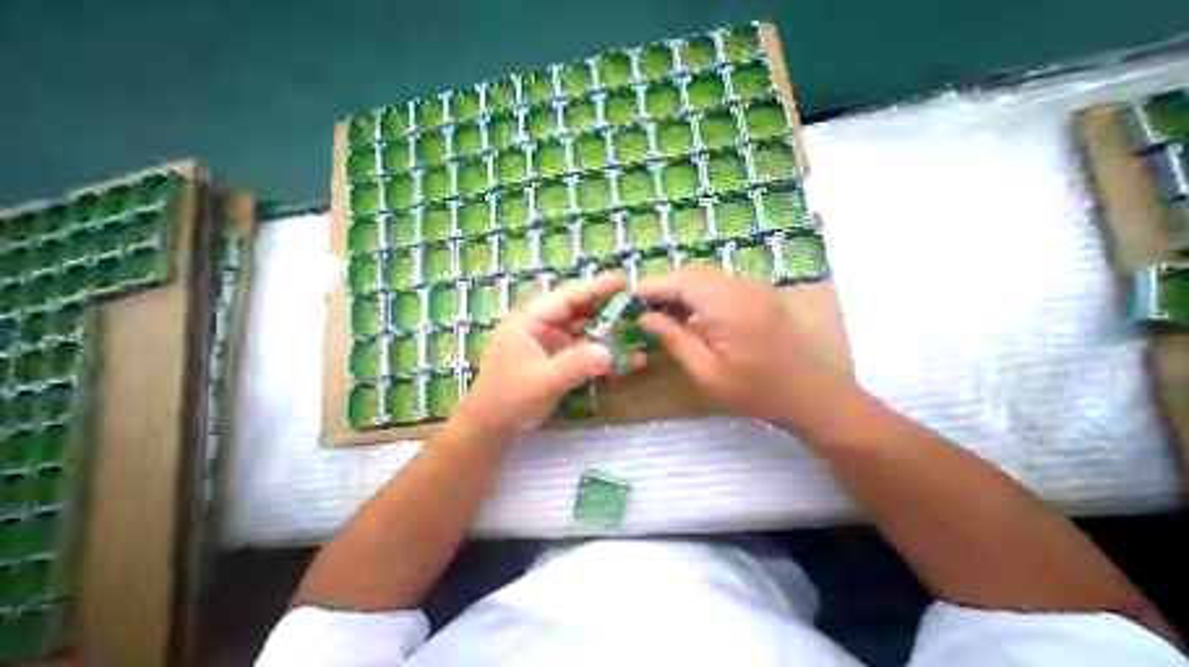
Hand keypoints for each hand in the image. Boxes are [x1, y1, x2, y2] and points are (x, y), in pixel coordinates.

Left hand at [459, 272, 637, 437]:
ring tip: (639, 328)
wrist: (494, 425)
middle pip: (580, 311)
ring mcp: (553, 344)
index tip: (622, 280)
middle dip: (607, 307)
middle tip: (637, 302)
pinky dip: (606, 356)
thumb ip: (574, 366)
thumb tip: (609, 353)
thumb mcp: (541, 381)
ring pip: (586, 332)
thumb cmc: (509, 397)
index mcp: (532, 320)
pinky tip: (630, 360)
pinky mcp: (561, 360)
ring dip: (610, 332)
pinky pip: (587, 353)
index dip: (595, 288)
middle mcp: (544, 327)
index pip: (567, 297)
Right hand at [636, 266, 849, 426]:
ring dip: (679, 288)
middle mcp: (741, 287)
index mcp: (727, 306)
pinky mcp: (757, 294)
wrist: (810, 395)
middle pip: (691, 272)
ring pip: (704, 275)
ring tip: (660, 312)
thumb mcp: (705, 372)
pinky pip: (718, 284)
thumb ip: (673, 339)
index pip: (680, 280)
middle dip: (662, 285)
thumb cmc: (754, 391)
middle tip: (641, 308)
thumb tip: (645, 317)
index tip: (627, 299)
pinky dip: (696, 293)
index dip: (651, 286)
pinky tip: (688, 313)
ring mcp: (752, 288)